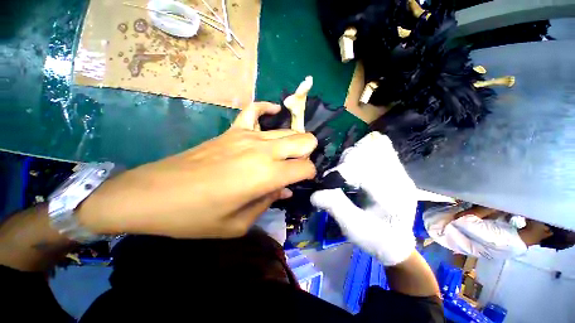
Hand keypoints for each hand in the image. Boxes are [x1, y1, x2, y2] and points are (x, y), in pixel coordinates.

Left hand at [78, 102, 317, 238]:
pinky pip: (255, 109)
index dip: (309, 174)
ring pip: (286, 129)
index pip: (306, 167)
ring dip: (293, 140)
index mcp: (267, 175)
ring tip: (287, 151)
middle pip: (304, 140)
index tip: (303, 180)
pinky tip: (273, 112)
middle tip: (298, 165)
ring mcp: (248, 135)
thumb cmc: (197, 216)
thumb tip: (284, 190)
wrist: (155, 194)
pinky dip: (268, 109)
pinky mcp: (233, 129)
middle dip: (308, 152)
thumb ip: (267, 202)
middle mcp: (263, 150)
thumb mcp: (239, 223)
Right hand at [311, 132, 416, 265]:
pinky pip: (381, 148)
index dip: (342, 171)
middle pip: (370, 151)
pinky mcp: (396, 169)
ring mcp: (400, 172)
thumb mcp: (354, 228)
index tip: (329, 181)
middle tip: (339, 176)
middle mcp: (400, 178)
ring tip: (347, 172)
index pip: (365, 168)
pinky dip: (365, 151)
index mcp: (392, 196)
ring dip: (355, 155)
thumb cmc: (376, 239)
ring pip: (375, 146)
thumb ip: (336, 207)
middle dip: (347, 161)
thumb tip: (315, 193)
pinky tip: (357, 165)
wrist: (396, 243)